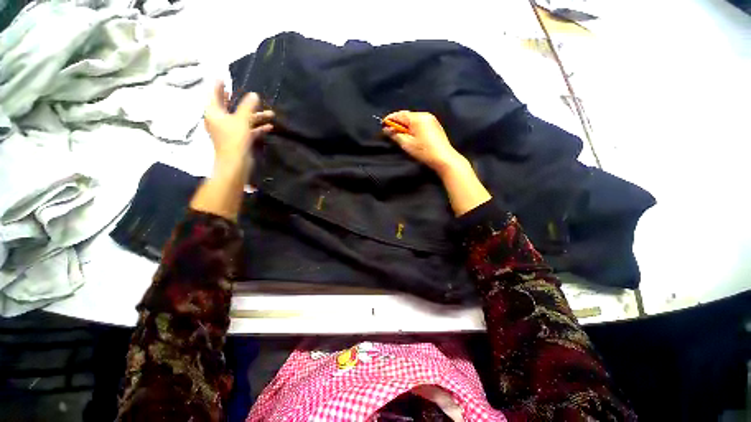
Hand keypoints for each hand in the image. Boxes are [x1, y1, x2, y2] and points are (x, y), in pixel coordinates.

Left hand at [204, 81, 273, 163]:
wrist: (235, 163)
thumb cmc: (234, 139)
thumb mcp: (242, 120)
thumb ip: (248, 106)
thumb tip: (254, 94)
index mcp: (214, 112)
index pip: (214, 94)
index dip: (219, 85)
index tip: (223, 77)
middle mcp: (219, 120)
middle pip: (230, 107)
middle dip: (242, 102)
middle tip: (248, 93)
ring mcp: (229, 130)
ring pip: (242, 119)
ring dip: (256, 116)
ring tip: (271, 114)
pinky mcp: (238, 139)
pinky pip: (247, 129)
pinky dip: (257, 127)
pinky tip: (269, 126)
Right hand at [383, 110, 490, 215]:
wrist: (444, 158)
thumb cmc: (424, 151)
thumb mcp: (407, 144)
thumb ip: (395, 135)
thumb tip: (387, 129)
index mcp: (417, 118)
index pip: (400, 114)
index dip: (390, 119)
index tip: (383, 125)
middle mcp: (425, 115)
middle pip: (407, 116)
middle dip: (398, 123)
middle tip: (390, 131)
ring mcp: (431, 120)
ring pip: (414, 120)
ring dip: (406, 125)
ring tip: (400, 134)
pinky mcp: (435, 126)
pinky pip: (420, 123)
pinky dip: (413, 127)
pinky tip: (411, 135)